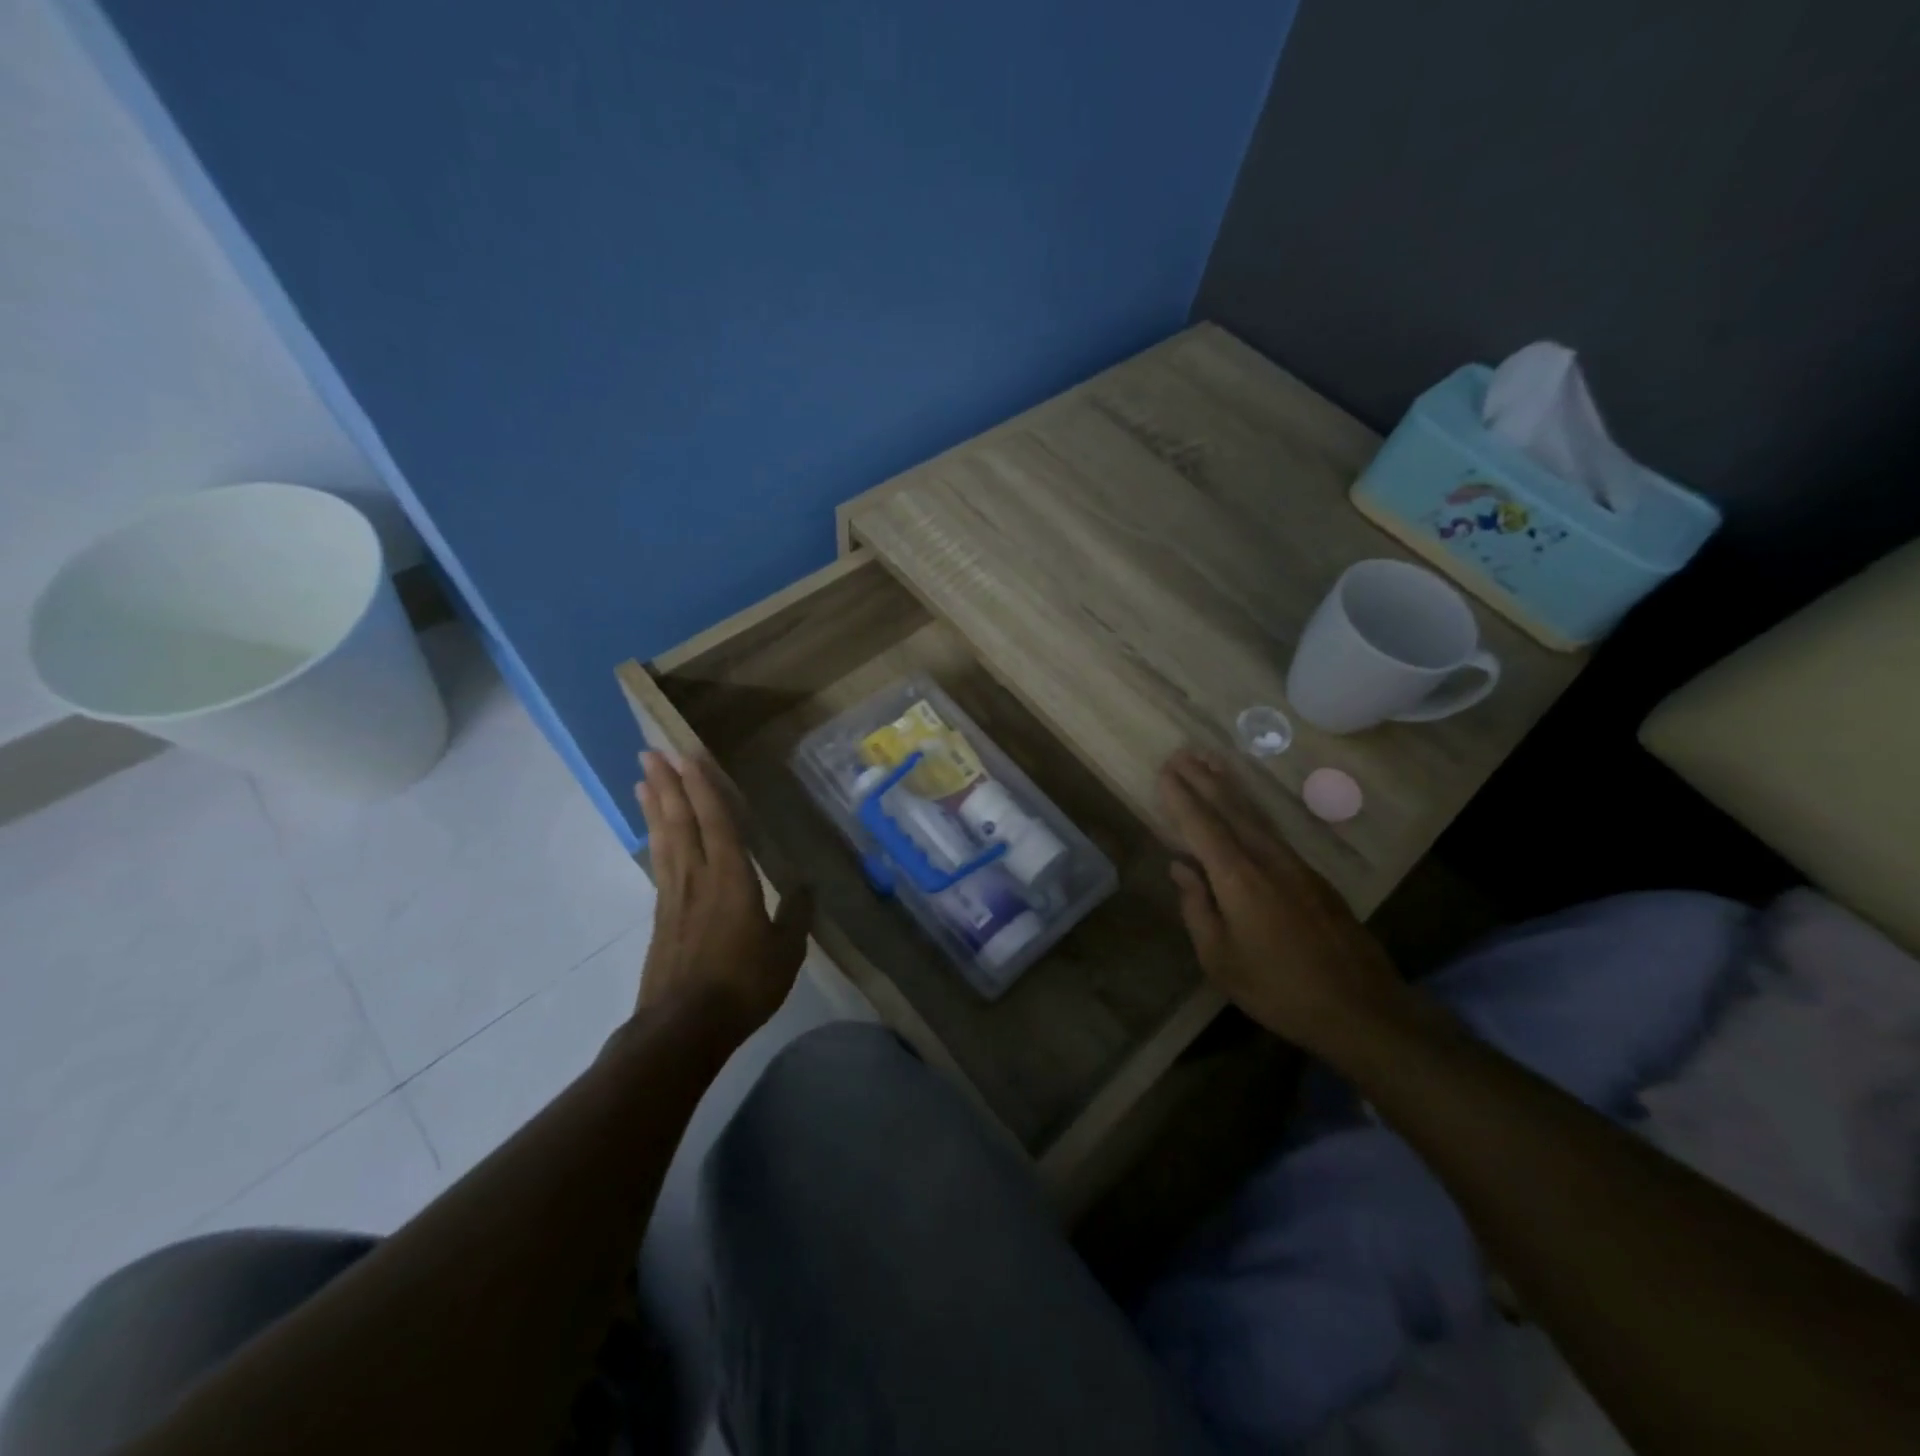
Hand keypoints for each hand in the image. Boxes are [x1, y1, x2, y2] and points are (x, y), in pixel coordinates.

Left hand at [633, 750, 812, 1045]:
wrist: (684, 1028)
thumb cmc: (743, 985)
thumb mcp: (786, 952)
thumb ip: (796, 915)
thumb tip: (807, 886)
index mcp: (732, 880)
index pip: (717, 822)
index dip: (704, 788)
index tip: (688, 756)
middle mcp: (698, 878)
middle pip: (681, 822)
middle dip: (668, 785)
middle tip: (650, 752)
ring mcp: (674, 897)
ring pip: (665, 839)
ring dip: (655, 806)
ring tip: (643, 779)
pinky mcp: (661, 917)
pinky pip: (659, 863)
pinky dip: (655, 838)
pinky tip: (654, 833)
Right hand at [1158, 749, 1406, 1053]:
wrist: (1360, 1007)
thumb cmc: (1277, 988)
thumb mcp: (1219, 958)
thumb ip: (1197, 907)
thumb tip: (1181, 868)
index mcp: (1238, 878)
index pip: (1202, 825)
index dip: (1181, 798)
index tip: (1164, 772)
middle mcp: (1266, 859)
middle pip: (1230, 808)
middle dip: (1203, 780)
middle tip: (1182, 754)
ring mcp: (1295, 865)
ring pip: (1255, 815)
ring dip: (1230, 787)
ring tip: (1211, 763)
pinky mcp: (1314, 877)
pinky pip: (1272, 831)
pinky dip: (1252, 811)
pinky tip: (1245, 810)